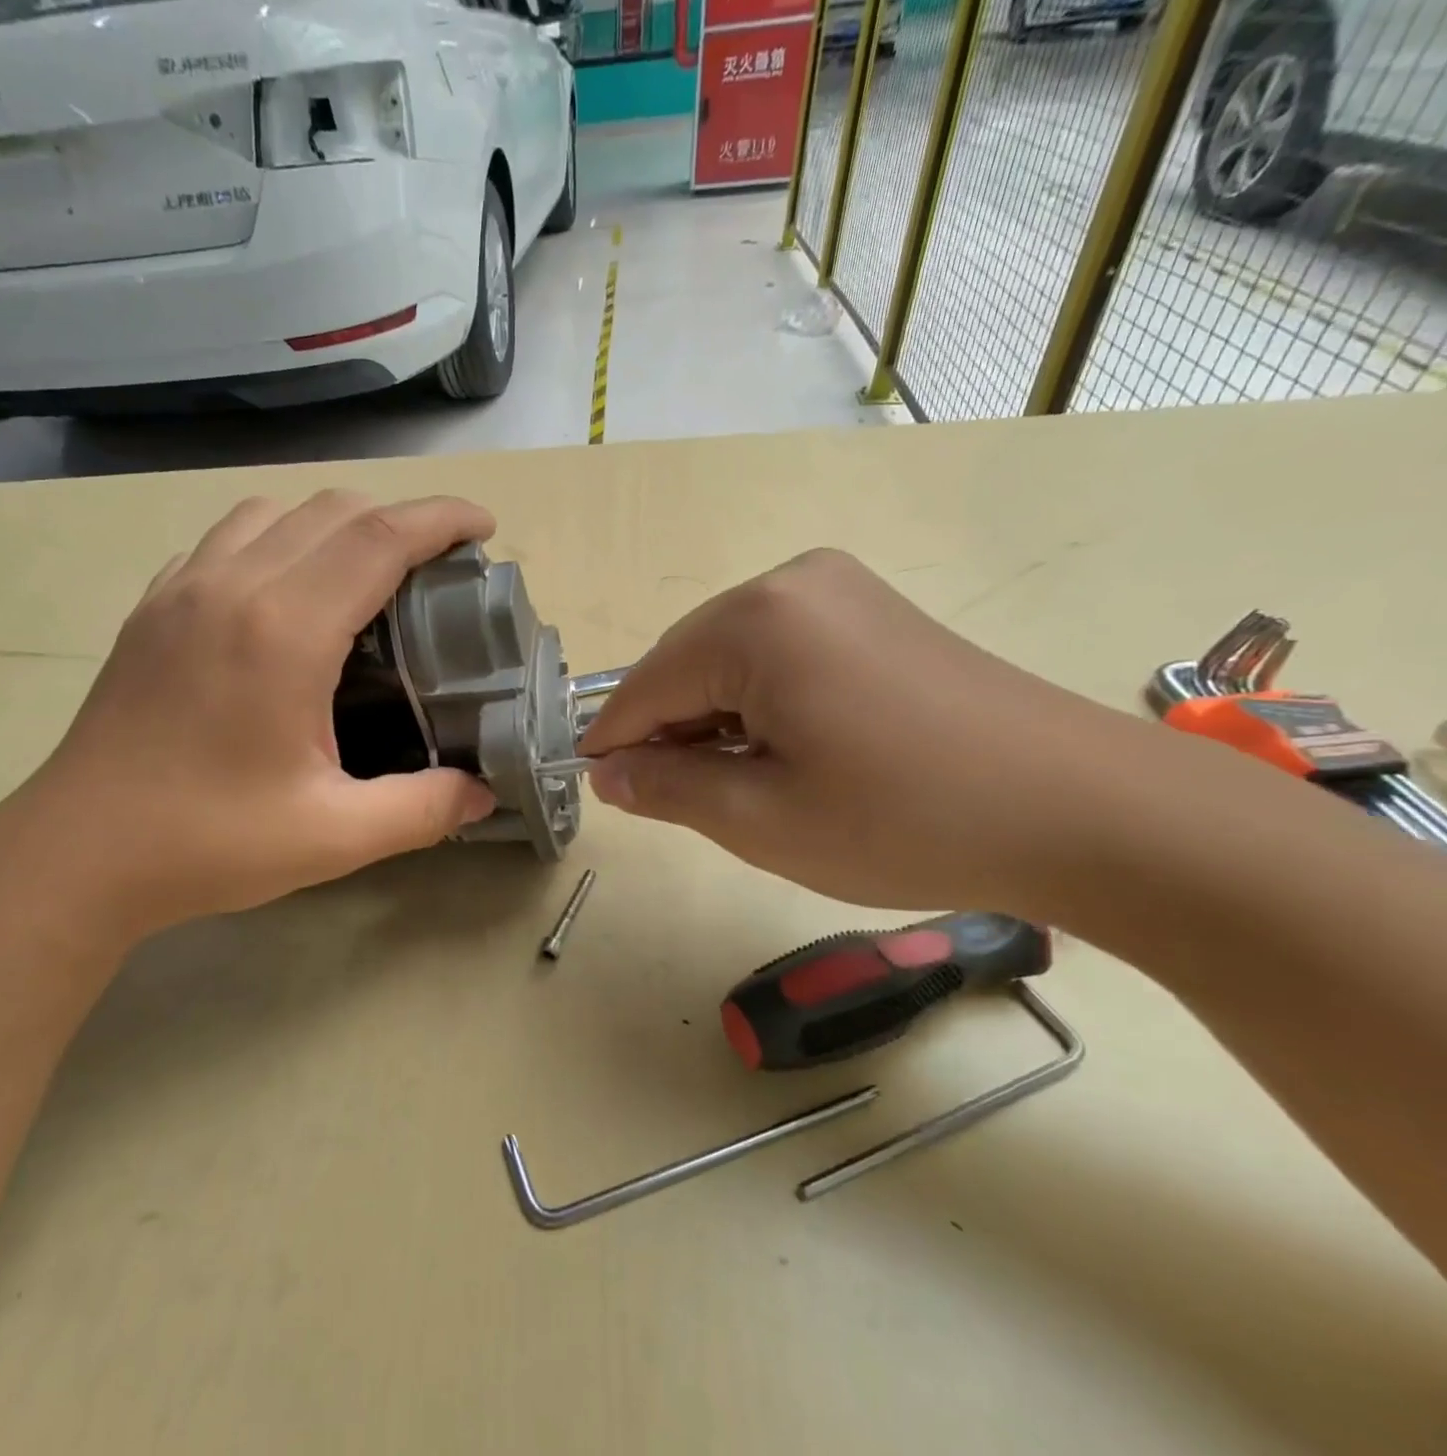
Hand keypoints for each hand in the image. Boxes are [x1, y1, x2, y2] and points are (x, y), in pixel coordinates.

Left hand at [0, 491, 498, 945]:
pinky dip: (276, 540)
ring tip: (366, 575)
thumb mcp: (335, 837)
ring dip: (335, 525)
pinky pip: (227, 538)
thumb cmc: (209, 842)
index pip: (379, 538)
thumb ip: (423, 809)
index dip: (440, 519)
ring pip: (275, 513)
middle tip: (437, 567)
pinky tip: (286, 592)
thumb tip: (484, 794)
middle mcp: (232, 586)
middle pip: (333, 511)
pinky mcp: (153, 606)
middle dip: (398, 519)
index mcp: (284, 632)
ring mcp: (183, 588)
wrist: (79, 854)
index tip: (483, 527)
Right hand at [576, 549, 1141, 913]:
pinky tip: (787, 751)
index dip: (614, 742)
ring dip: (716, 720)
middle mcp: (790, 583)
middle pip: (686, 663)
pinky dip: (760, 703)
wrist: (1086, 811)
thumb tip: (607, 773)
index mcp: (754, 621)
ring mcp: (839, 590)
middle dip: (671, 731)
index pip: (645, 684)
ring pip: (731, 659)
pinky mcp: (872, 611)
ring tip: (742, 785)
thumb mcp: (762, 818)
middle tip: (682, 801)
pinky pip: (779, 653)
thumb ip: (666, 787)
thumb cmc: (905, 820)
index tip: (601, 790)